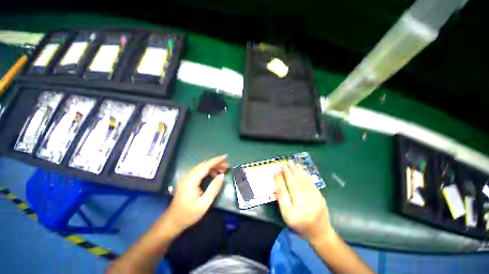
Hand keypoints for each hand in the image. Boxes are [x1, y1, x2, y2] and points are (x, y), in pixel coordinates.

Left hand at [165, 155, 229, 232]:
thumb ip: (214, 188)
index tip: (226, 157)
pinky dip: (208, 171)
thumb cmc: (189, 214)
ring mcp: (187, 177)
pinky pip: (199, 171)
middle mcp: (188, 176)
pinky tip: (214, 175)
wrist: (173, 221)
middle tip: (227, 166)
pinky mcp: (187, 180)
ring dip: (213, 167)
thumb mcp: (204, 203)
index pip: (206, 166)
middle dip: (217, 163)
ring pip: (202, 167)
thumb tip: (222, 175)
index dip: (216, 160)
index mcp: (191, 181)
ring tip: (223, 171)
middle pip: (204, 165)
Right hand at [274, 161, 332, 241]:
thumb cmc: (298, 225)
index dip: (278, 181)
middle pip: (293, 186)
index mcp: (290, 215)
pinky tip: (300, 168)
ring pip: (302, 182)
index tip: (275, 172)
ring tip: (291, 162)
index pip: (282, 194)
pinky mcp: (321, 199)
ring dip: (296, 171)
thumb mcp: (286, 216)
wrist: (319, 233)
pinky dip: (304, 174)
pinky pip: (310, 183)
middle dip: (287, 173)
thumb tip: (278, 179)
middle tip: (283, 164)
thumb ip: (282, 199)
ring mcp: (313, 203)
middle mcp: (302, 209)